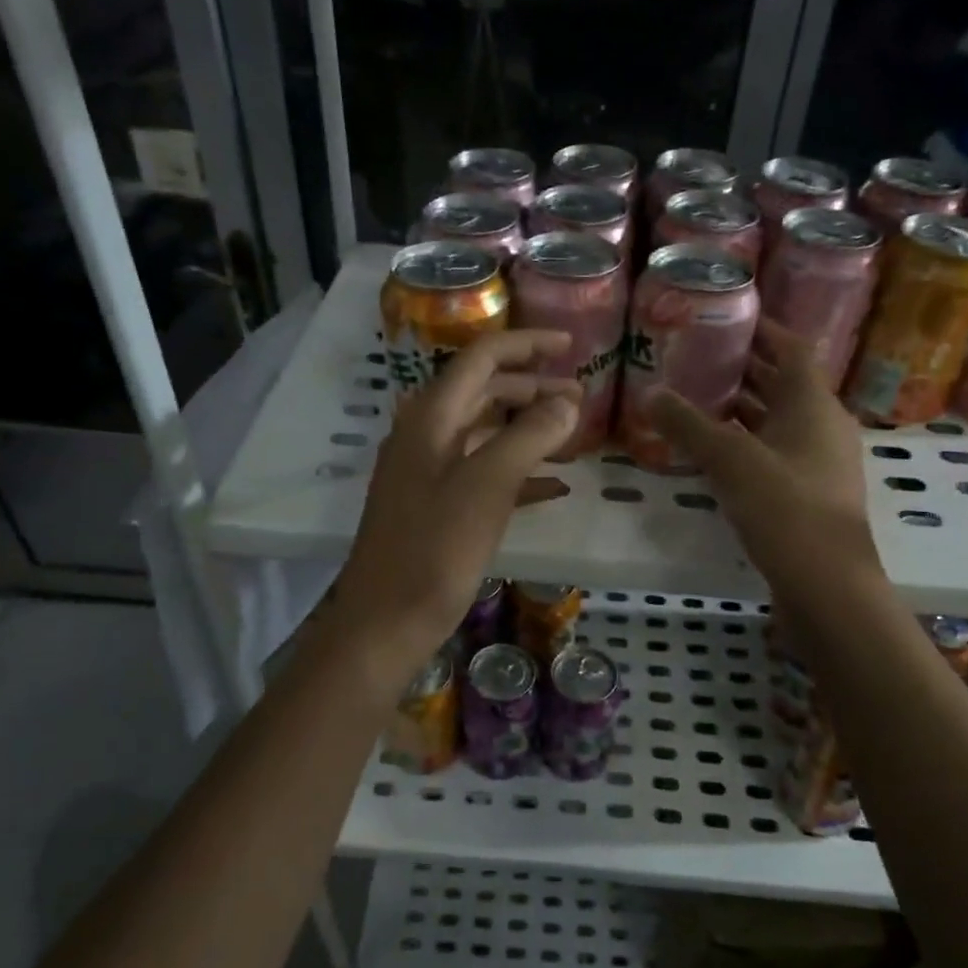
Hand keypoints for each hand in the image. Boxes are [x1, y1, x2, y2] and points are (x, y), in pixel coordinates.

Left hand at [331, 330, 579, 666]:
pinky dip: (517, 472)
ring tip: (572, 435)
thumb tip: (568, 401)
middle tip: (581, 397)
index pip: (481, 358)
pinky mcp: (434, 507)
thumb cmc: (435, 550)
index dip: (526, 344)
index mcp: (431, 418)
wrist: (385, 622)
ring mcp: (427, 472)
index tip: (571, 345)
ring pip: (484, 432)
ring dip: (527, 428)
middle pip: (483, 391)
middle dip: (533, 388)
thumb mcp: (487, 487)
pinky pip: (482, 473)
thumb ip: (529, 436)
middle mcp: (425, 435)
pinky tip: (554, 489)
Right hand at [649, 319, 884, 602]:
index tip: (728, 317)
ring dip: (745, 408)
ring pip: (780, 420)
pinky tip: (715, 451)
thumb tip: (650, 393)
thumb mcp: (729, 459)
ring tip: (700, 398)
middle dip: (746, 369)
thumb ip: (688, 424)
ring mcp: (820, 461)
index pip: (792, 348)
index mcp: (813, 403)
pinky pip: (777, 451)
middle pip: (785, 383)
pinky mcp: (810, 493)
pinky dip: (748, 442)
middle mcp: (823, 425)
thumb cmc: (784, 507)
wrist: (826, 583)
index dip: (764, 329)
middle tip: (700, 356)